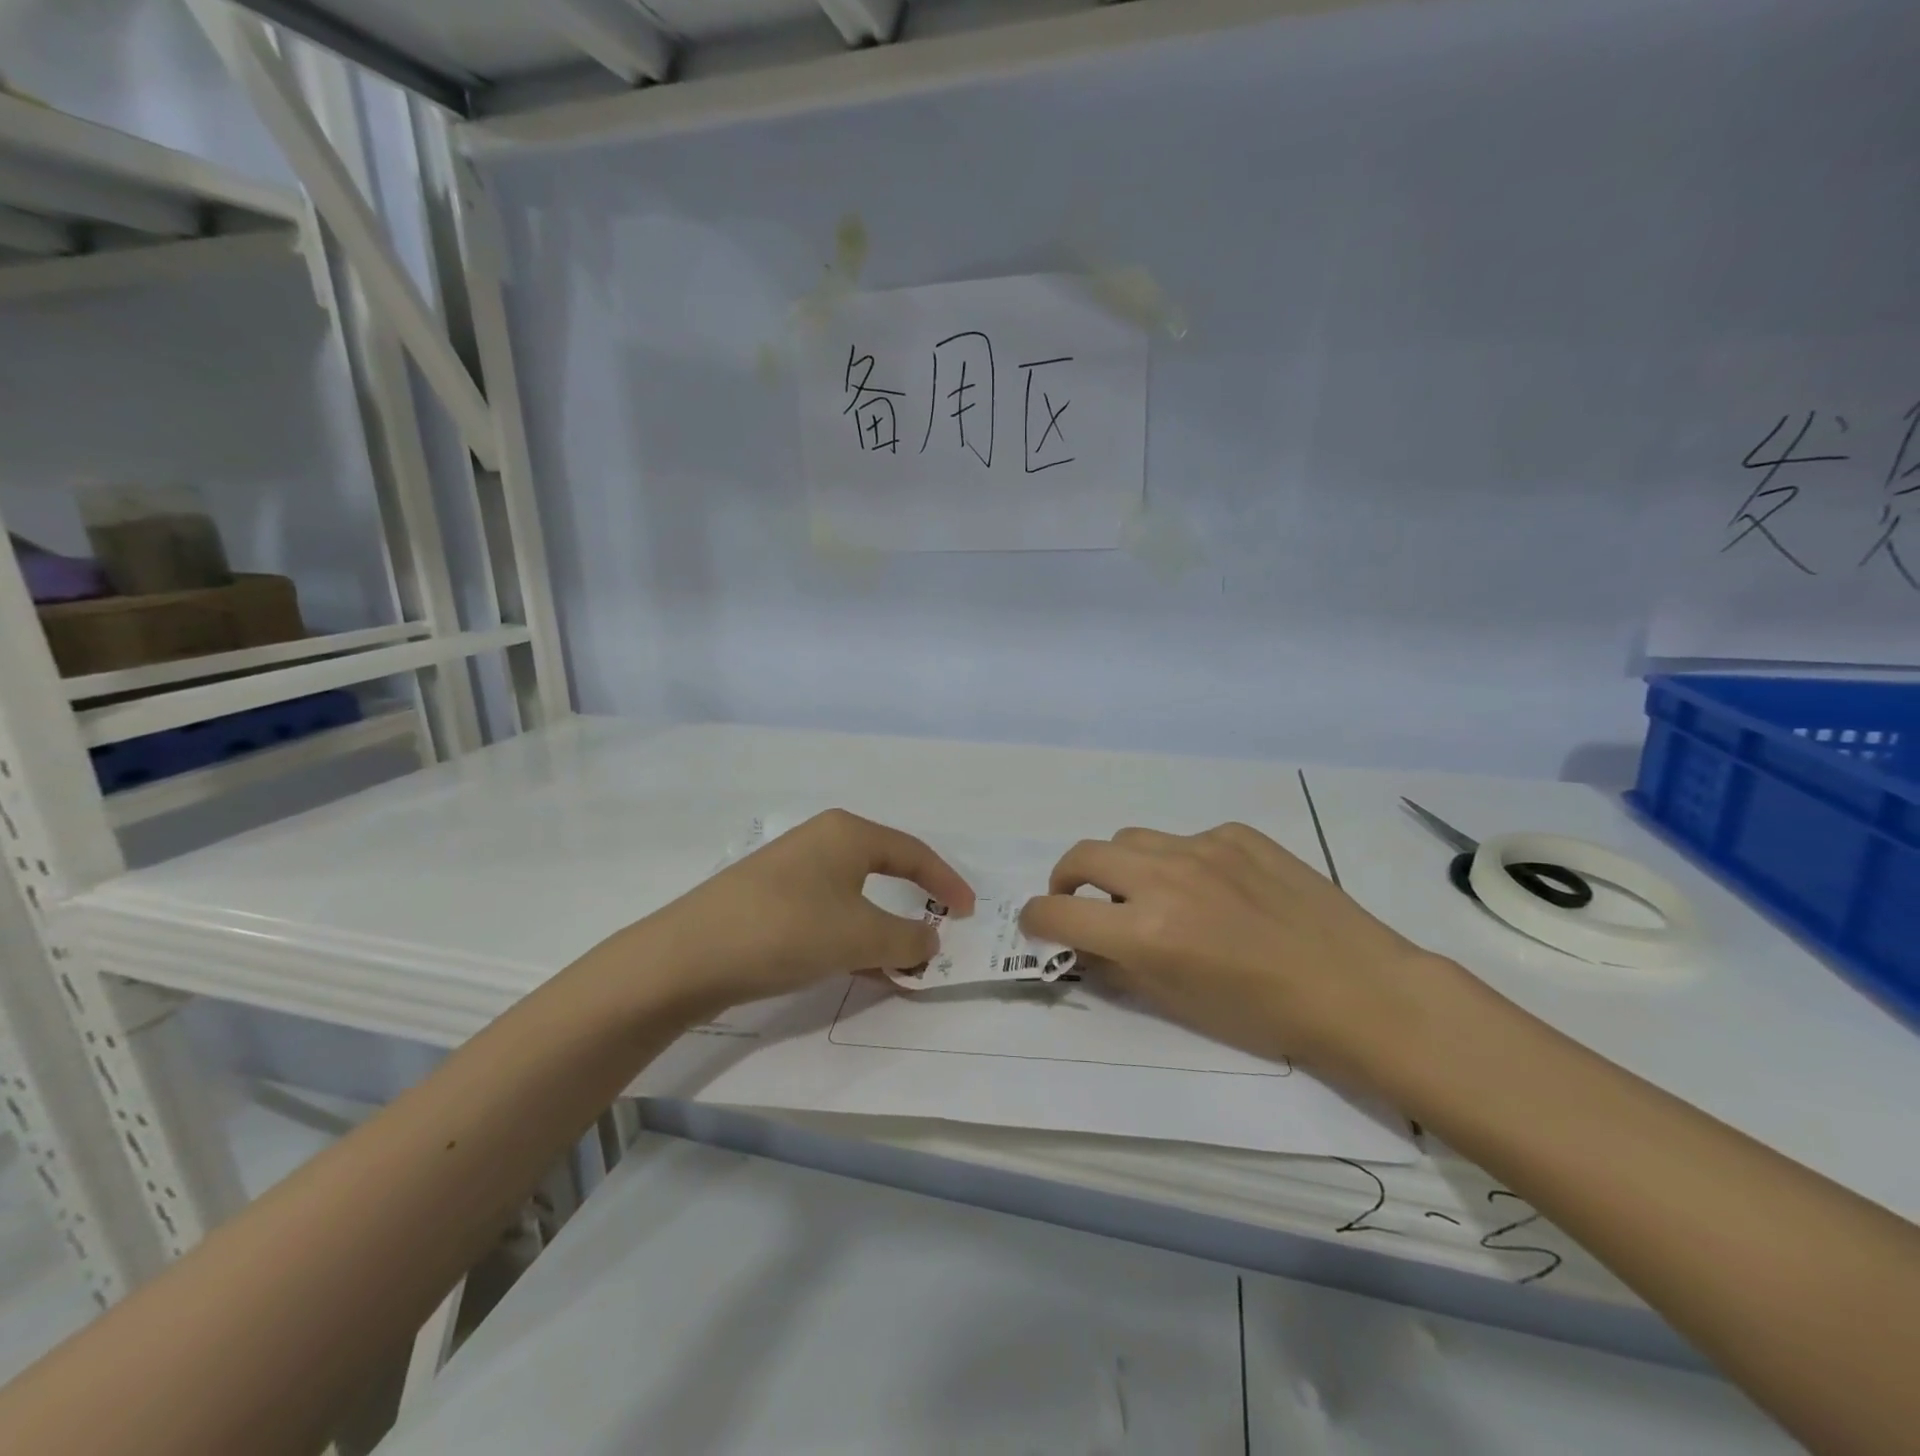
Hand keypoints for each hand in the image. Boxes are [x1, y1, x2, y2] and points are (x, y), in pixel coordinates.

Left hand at [640, 809, 975, 1020]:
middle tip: (936, 935)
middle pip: (884, 870)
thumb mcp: (860, 937)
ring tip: (900, 965)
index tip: (970, 912)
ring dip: (880, 929)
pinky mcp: (768, 900)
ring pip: (854, 897)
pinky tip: (857, 970)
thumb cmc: (788, 930)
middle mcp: (821, 841)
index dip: (946, 881)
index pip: (914, 851)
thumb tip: (930, 938)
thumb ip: (906, 938)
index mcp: (848, 833)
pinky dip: (850, 938)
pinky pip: (826, 914)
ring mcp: (791, 870)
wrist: (687, 957)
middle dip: (912, 905)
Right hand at [1020, 823, 1462, 1084]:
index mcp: (1147, 931)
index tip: (1037, 924)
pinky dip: (1179, 862)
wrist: (1358, 988)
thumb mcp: (1179, 1003)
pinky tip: (1213, 889)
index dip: (1037, 919)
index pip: (1060, 912)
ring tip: (1145, 892)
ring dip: (1120, 866)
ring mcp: (1203, 847)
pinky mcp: (1237, 834)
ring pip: (1131, 839)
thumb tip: (1087, 945)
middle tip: (1078, 901)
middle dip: (1065, 880)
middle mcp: (1165, 877)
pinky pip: (1187, 839)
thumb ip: (1121, 967)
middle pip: (1083, 855)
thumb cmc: (1265, 1015)